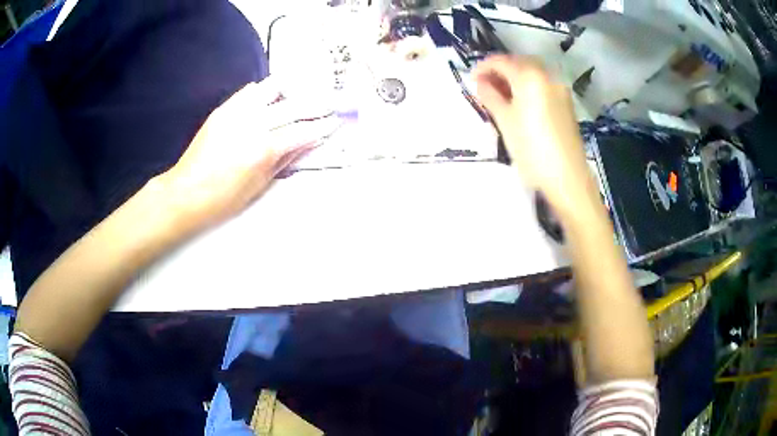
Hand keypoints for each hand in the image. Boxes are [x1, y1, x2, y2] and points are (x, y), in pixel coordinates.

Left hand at [157, 76, 341, 231]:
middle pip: (293, 107)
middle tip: (330, 104)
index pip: (302, 131)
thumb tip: (306, 144)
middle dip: (316, 105)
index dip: (322, 127)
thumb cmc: (222, 199)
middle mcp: (252, 125)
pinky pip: (249, 91)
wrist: (186, 193)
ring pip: (272, 89)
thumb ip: (284, 160)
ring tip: (303, 93)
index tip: (335, 122)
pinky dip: (265, 91)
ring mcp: (237, 113)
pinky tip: (271, 97)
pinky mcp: (224, 110)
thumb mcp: (259, 185)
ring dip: (292, 90)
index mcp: (263, 149)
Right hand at [474, 55, 594, 212]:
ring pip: (532, 73)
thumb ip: (490, 96)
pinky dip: (528, 87)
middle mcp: (547, 75)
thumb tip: (481, 82)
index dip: (483, 67)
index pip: (501, 61)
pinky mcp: (566, 103)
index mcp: (530, 76)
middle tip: (485, 86)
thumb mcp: (505, 121)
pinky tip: (520, 102)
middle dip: (500, 70)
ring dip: (514, 78)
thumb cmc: (532, 149)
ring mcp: (560, 89)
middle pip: (519, 63)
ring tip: (500, 95)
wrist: (567, 178)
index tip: (471, 79)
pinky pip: (543, 85)